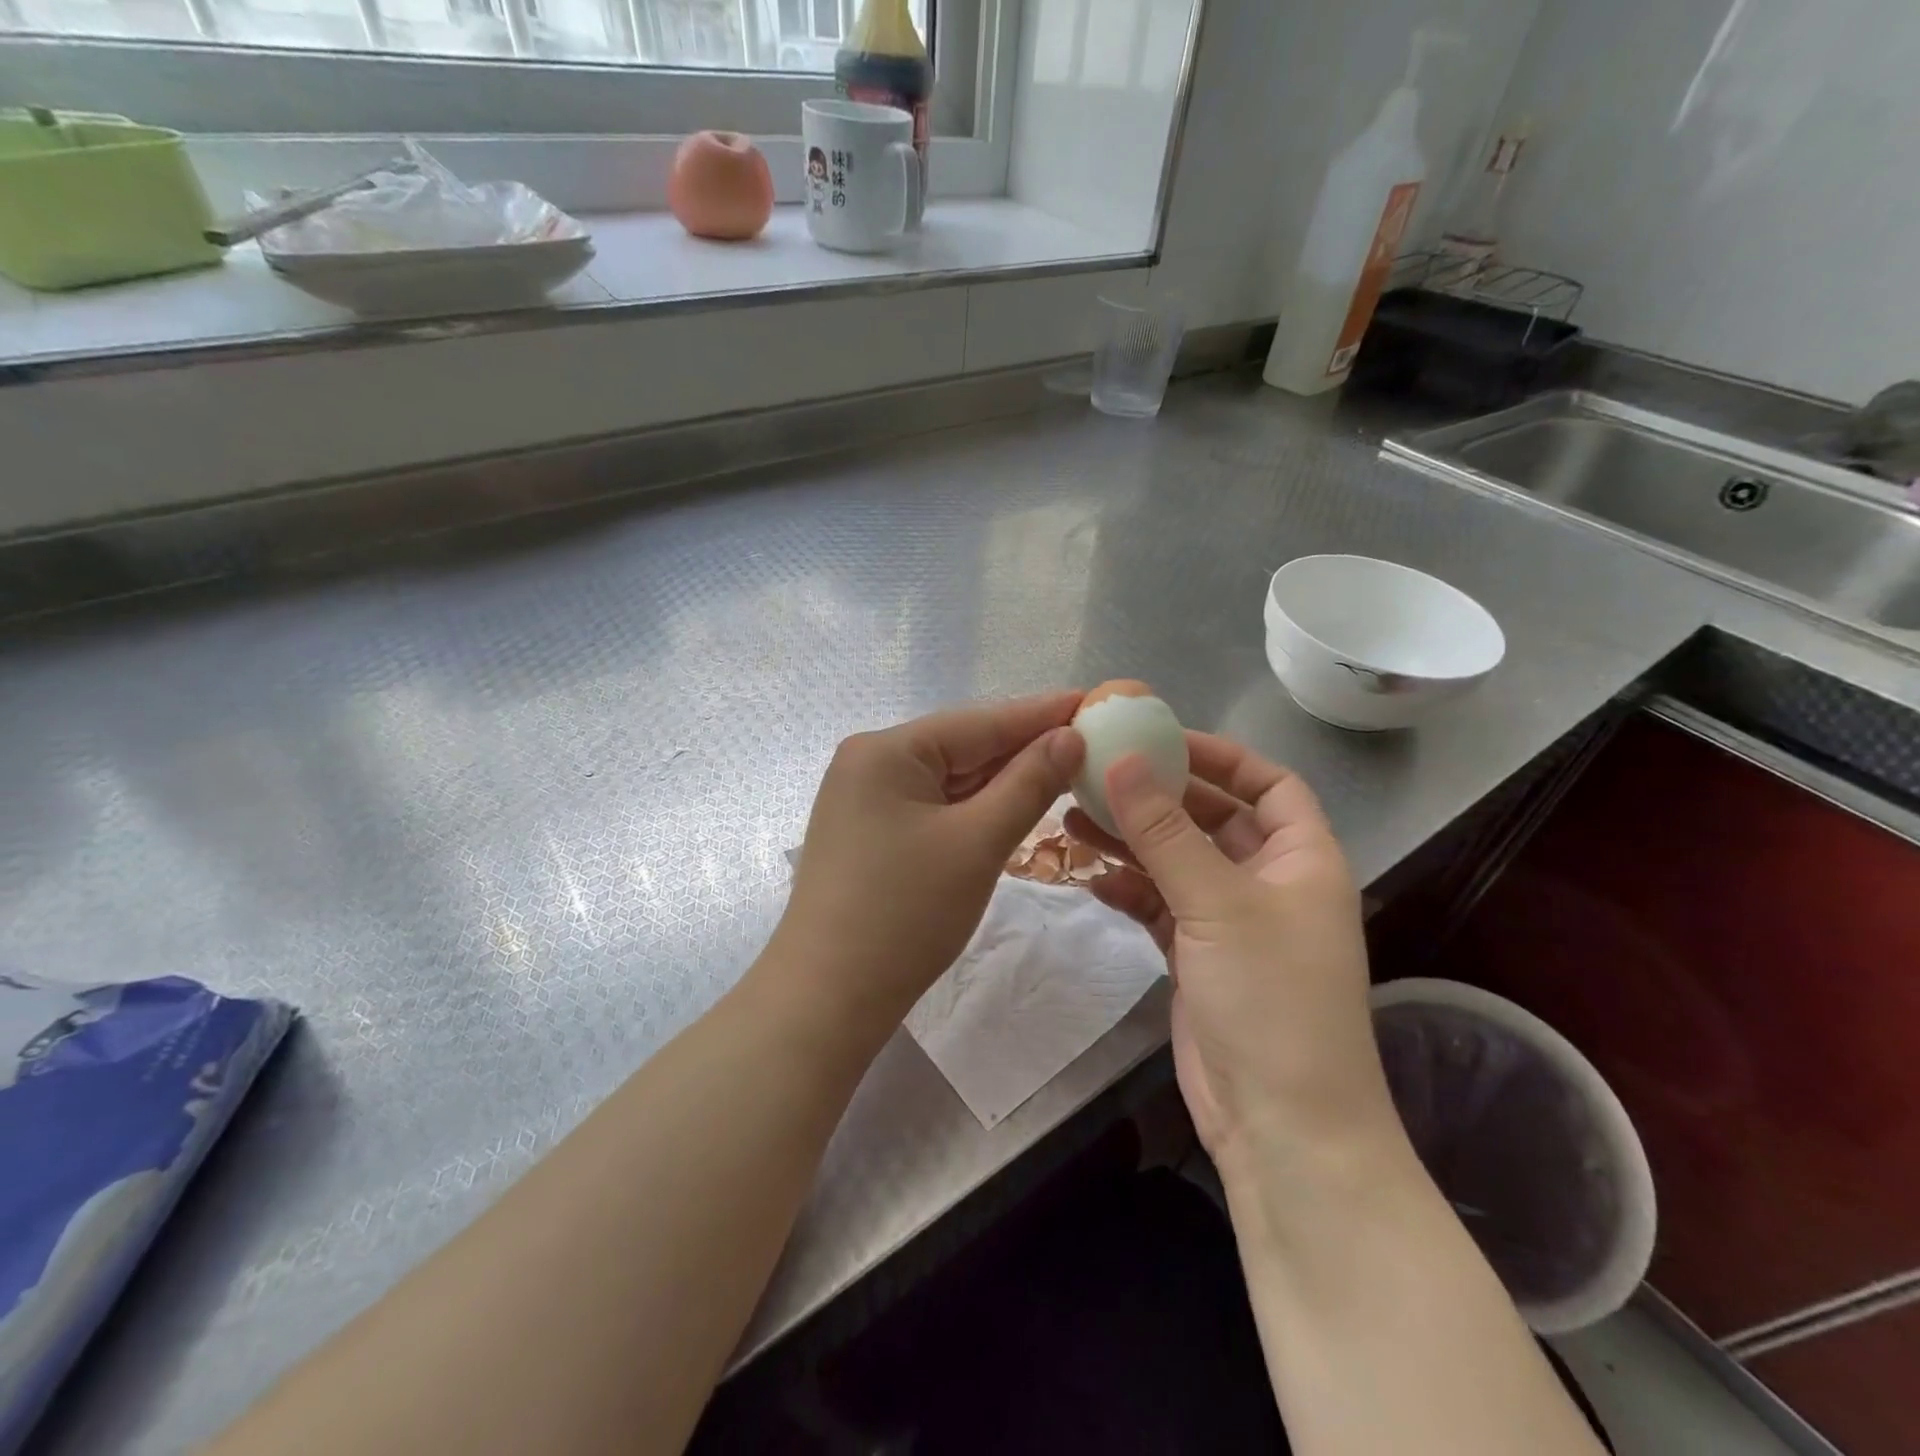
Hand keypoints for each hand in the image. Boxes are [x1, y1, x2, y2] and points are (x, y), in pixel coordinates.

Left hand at [773, 692, 1085, 1027]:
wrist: (828, 997)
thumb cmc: (906, 914)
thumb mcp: (978, 842)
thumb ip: (1028, 783)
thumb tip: (1070, 737)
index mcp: (886, 750)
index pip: (979, 722)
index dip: (1040, 713)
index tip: (1093, 700)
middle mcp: (870, 763)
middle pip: (963, 747)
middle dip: (1025, 747)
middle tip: (1091, 739)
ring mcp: (866, 800)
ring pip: (950, 779)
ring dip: (1003, 779)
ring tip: (1066, 767)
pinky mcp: (872, 833)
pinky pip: (934, 807)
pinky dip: (975, 807)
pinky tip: (1015, 803)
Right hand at [1064, 734, 1399, 1174]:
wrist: (1282, 1126)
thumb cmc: (1270, 998)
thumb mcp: (1217, 903)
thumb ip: (1165, 832)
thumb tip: (1122, 761)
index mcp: (1302, 858)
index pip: (1269, 784)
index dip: (1220, 757)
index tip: (1160, 739)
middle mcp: (1270, 883)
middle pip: (1212, 819)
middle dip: (1159, 798)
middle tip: (1098, 774)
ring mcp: (1231, 923)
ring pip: (1177, 863)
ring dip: (1132, 842)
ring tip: (1073, 817)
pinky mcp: (1198, 957)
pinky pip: (1159, 906)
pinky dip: (1129, 891)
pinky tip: (1090, 879)